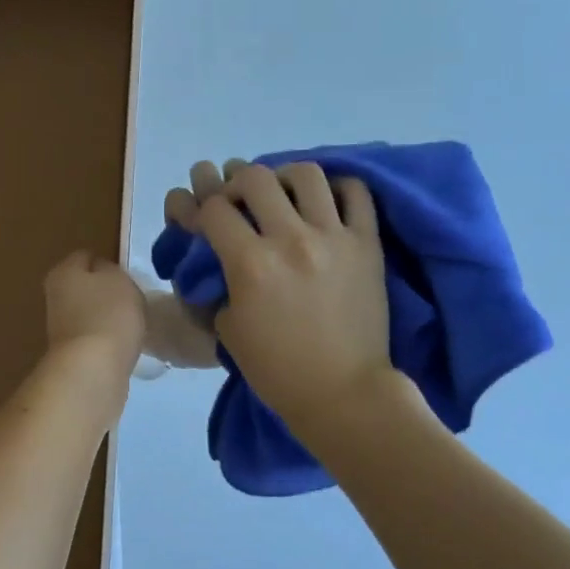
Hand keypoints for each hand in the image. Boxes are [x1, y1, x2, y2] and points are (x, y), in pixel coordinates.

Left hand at [44, 251, 145, 378]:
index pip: (86, 256)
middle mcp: (55, 297)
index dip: (109, 263)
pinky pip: (95, 338)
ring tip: (133, 324)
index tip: (129, 277)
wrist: (93, 371)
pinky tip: (125, 346)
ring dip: (108, 318)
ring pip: (90, 313)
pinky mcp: (71, 355)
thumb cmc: (108, 315)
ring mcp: (61, 328)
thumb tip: (103, 274)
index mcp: (62, 272)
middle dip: (107, 292)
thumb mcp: (118, 279)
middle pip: (86, 286)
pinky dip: (109, 340)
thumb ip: (112, 270)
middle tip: (134, 300)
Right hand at [164, 160, 394, 430]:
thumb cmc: (277, 370)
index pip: (214, 210)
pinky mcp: (367, 244)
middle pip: (255, 178)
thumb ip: (219, 286)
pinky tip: (324, 203)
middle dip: (237, 184)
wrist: (342, 393)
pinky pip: (356, 193)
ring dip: (284, 177)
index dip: (202, 210)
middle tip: (240, 203)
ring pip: (306, 174)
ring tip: (283, 195)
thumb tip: (219, 262)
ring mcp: (333, 237)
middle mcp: (290, 239)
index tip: (206, 221)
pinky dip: (337, 188)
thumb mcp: (227, 330)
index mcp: (250, 264)